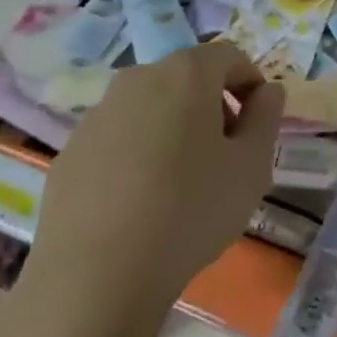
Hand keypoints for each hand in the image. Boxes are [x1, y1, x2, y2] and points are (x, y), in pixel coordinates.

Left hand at [27, 40, 284, 320]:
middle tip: (223, 155)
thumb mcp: (251, 166)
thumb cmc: (190, 212)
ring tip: (179, 184)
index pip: (229, 56)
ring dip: (171, 129)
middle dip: (211, 106)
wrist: (94, 280)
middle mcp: (138, 78)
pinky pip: (116, 139)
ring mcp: (98, 114)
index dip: (250, 83)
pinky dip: (135, 154)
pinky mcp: (70, 151)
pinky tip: (138, 203)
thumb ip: (266, 117)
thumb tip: (267, 91)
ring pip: (149, 107)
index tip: (257, 123)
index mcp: (186, 73)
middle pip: (187, 78)